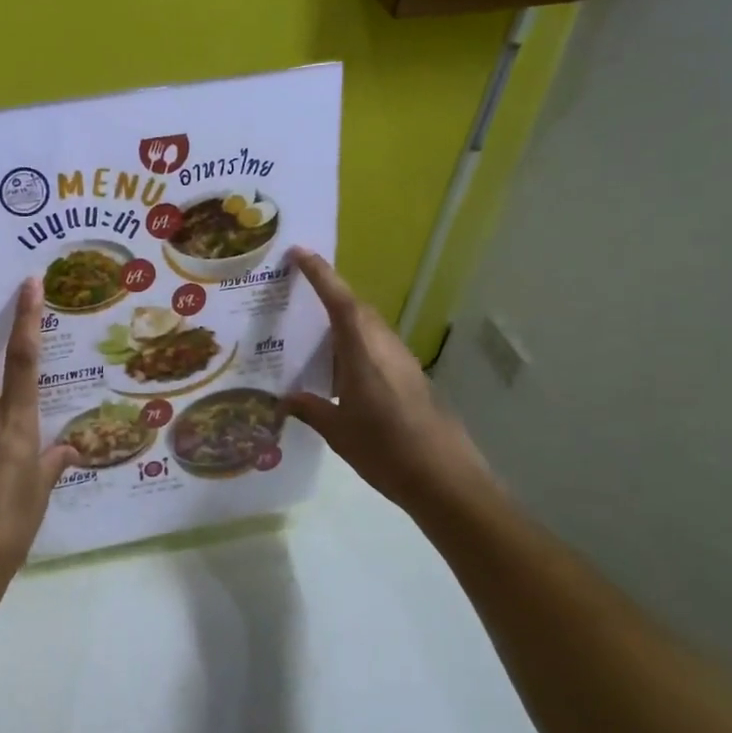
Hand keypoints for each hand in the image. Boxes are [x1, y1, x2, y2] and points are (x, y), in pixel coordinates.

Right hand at [284, 248, 495, 517]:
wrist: (446, 480)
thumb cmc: (386, 451)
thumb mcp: (338, 432)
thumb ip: (311, 409)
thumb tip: (286, 399)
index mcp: (363, 352)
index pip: (339, 301)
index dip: (320, 273)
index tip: (299, 252)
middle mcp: (385, 347)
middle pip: (355, 309)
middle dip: (328, 295)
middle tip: (296, 292)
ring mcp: (402, 362)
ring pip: (368, 328)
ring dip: (342, 323)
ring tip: (310, 334)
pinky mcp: (411, 379)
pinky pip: (376, 348)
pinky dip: (354, 347)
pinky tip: (338, 371)